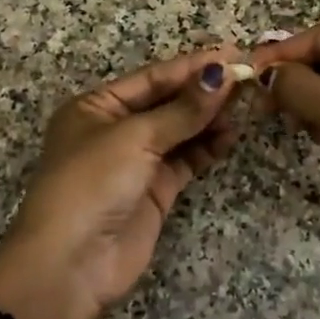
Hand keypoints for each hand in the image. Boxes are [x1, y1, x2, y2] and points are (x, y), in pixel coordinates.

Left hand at [0, 50, 244, 318]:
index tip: (233, 54)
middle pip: (167, 103)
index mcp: (96, 107)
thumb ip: (183, 110)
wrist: (71, 264)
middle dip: (205, 92)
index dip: (192, 66)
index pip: (152, 78)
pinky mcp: (154, 191)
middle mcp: (115, 130)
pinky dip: (207, 147)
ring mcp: (136, 162)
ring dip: (210, 118)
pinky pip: (185, 160)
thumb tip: (223, 75)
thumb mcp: (135, 138)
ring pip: (180, 131)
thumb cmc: (92, 183)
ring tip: (247, 104)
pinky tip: (231, 135)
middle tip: (248, 77)